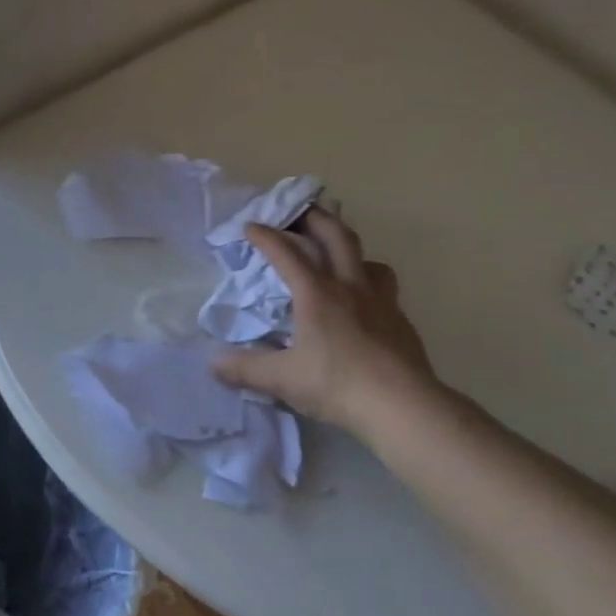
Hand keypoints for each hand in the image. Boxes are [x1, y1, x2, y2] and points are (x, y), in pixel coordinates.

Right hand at [212, 208, 450, 436]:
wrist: (402, 406)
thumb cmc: (337, 384)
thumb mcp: (282, 379)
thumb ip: (246, 369)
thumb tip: (214, 364)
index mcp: (317, 294)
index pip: (287, 253)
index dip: (266, 237)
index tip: (251, 226)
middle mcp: (350, 287)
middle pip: (336, 236)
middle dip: (316, 218)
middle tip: (301, 210)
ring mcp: (381, 301)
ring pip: (368, 259)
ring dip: (351, 249)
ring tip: (339, 256)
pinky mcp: (400, 321)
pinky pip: (385, 288)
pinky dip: (370, 283)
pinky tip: (364, 304)